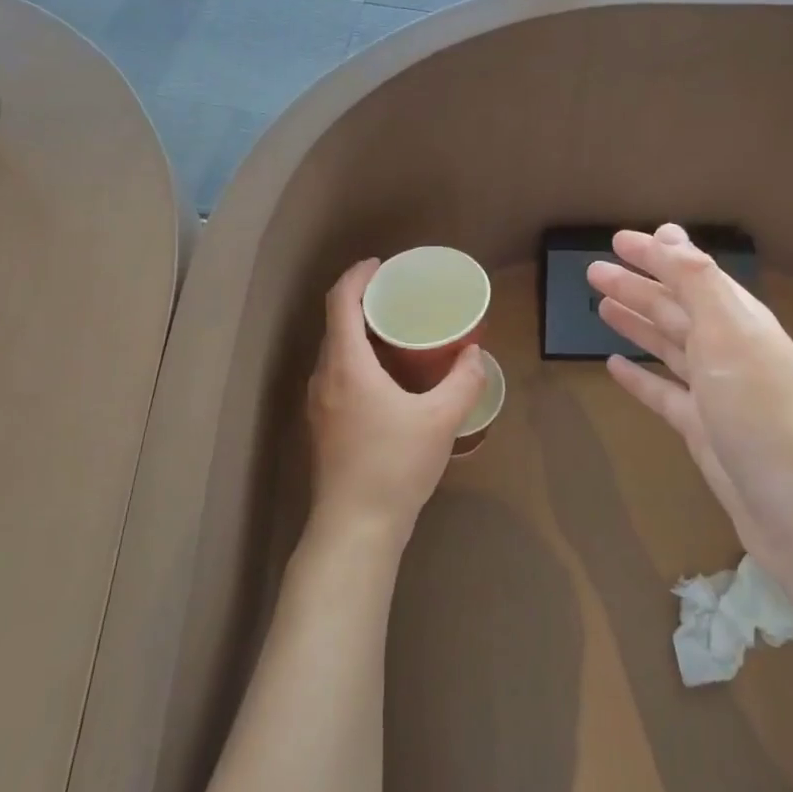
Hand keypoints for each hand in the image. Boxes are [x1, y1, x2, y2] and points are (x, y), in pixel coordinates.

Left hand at [307, 258, 486, 545]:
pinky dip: (357, 361)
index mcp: (346, 366)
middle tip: (397, 298)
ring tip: (394, 334)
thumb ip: (463, 381)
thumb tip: (474, 355)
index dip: (357, 276)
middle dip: (361, 303)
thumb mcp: (441, 420)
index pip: (340, 302)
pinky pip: (336, 376)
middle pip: (335, 325)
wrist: (355, 527)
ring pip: (334, 353)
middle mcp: (324, 378)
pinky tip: (385, 380)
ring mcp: (318, 404)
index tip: (380, 265)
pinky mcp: (322, 426)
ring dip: (358, 334)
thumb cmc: (395, 465)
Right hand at [589, 224, 792, 566]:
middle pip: (674, 307)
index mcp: (738, 319)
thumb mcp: (728, 334)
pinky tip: (613, 365)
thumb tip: (669, 233)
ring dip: (636, 323)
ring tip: (599, 306)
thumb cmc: (761, 410)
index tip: (617, 239)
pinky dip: (640, 377)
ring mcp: (715, 392)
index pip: (690, 274)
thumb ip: (697, 282)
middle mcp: (727, 349)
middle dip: (636, 286)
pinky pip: (663, 392)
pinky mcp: (702, 429)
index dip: (655, 255)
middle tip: (592, 272)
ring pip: (667, 346)